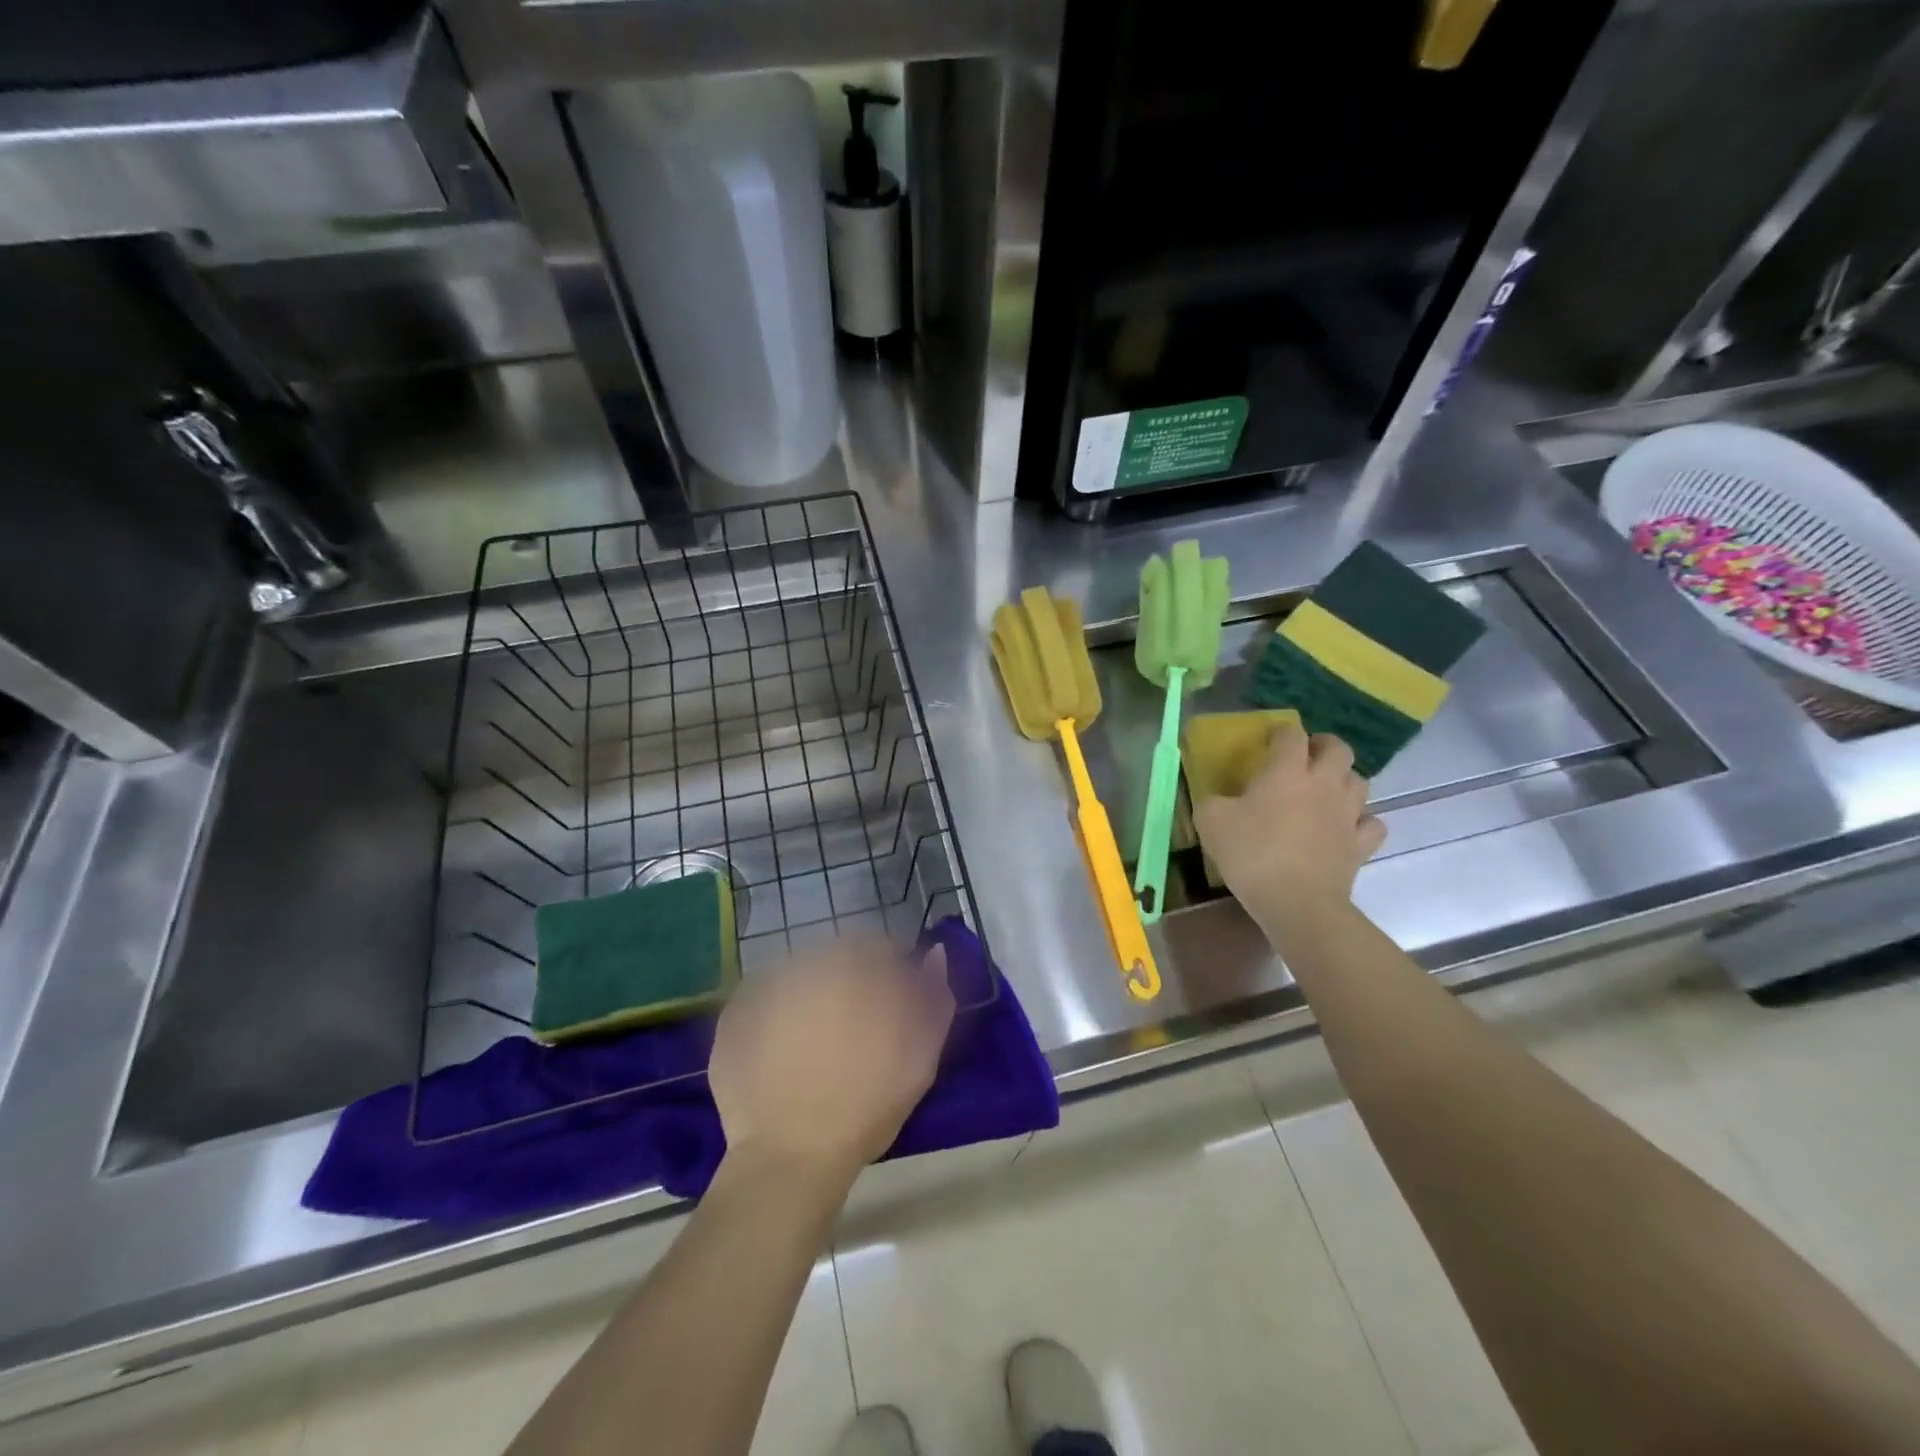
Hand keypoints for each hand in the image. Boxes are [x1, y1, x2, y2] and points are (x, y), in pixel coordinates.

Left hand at [709, 936, 954, 1186]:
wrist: (792, 1158)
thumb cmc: (867, 1105)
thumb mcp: (921, 1055)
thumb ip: (934, 996)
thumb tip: (933, 954)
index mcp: (854, 965)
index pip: (877, 948)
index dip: (887, 976)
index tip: (889, 1010)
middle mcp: (806, 962)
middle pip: (833, 959)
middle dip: (845, 985)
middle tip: (850, 1032)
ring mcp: (763, 987)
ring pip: (796, 979)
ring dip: (808, 999)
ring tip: (813, 1048)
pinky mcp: (733, 1017)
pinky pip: (759, 1004)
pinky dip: (772, 1020)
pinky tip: (781, 1057)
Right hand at [1192, 724, 1385, 925]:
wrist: (1297, 903)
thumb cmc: (1252, 854)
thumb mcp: (1210, 821)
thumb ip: (1213, 800)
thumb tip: (1220, 798)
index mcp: (1287, 771)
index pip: (1291, 734)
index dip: (1280, 731)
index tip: (1268, 739)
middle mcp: (1324, 784)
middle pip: (1338, 749)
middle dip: (1323, 744)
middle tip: (1306, 754)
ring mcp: (1348, 814)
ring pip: (1359, 781)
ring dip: (1344, 778)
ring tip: (1326, 788)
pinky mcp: (1361, 844)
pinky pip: (1371, 822)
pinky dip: (1362, 819)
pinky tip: (1346, 826)